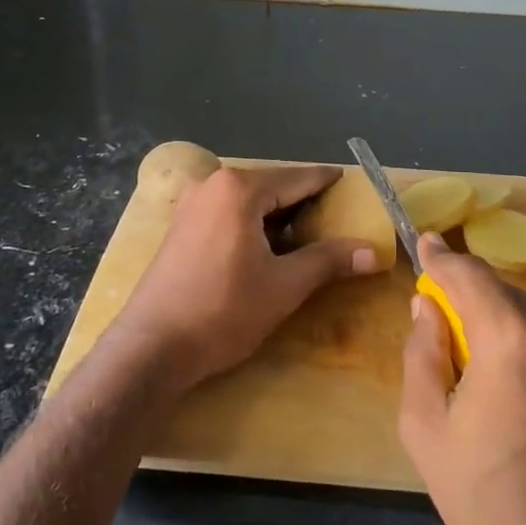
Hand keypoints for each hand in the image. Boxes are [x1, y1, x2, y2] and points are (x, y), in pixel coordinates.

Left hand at [111, 164, 381, 389]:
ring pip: (249, 202)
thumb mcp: (284, 286)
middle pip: (272, 187)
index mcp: (239, 189)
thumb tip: (373, 252)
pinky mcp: (180, 228)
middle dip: (304, 202)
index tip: (352, 183)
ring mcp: (191, 205)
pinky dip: (252, 225)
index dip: (328, 182)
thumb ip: (329, 261)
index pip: (297, 178)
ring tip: (308, 236)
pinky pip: (228, 215)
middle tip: (337, 218)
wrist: (152, 347)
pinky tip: (268, 249)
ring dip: (278, 216)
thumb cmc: (223, 310)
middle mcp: (212, 185)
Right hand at [397, 234, 525, 524]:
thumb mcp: (426, 427)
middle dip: (469, 296)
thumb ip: (422, 353)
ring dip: (498, 322)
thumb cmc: (485, 500)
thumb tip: (427, 308)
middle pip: (504, 293)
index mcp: (514, 342)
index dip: (443, 257)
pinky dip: (525, 344)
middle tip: (438, 315)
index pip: (472, 275)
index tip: (424, 244)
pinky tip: (509, 386)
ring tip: (473, 360)